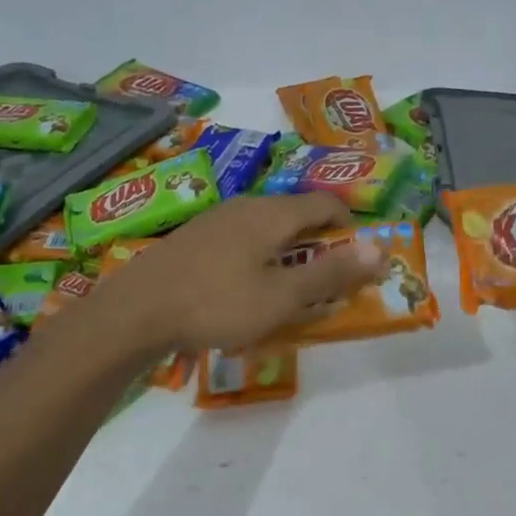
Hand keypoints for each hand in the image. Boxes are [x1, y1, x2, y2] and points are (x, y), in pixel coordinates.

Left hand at [92, 194, 383, 351]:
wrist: (135, 312)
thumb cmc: (217, 303)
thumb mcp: (282, 296)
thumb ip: (331, 273)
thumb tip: (380, 249)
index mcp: (273, 213)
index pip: (326, 203)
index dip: (350, 228)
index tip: (356, 261)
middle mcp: (247, 206)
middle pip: (297, 215)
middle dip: (319, 246)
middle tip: (325, 284)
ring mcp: (216, 220)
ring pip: (267, 229)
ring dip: (288, 255)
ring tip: (287, 292)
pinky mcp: (194, 238)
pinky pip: (241, 241)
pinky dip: (258, 260)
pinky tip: (244, 292)